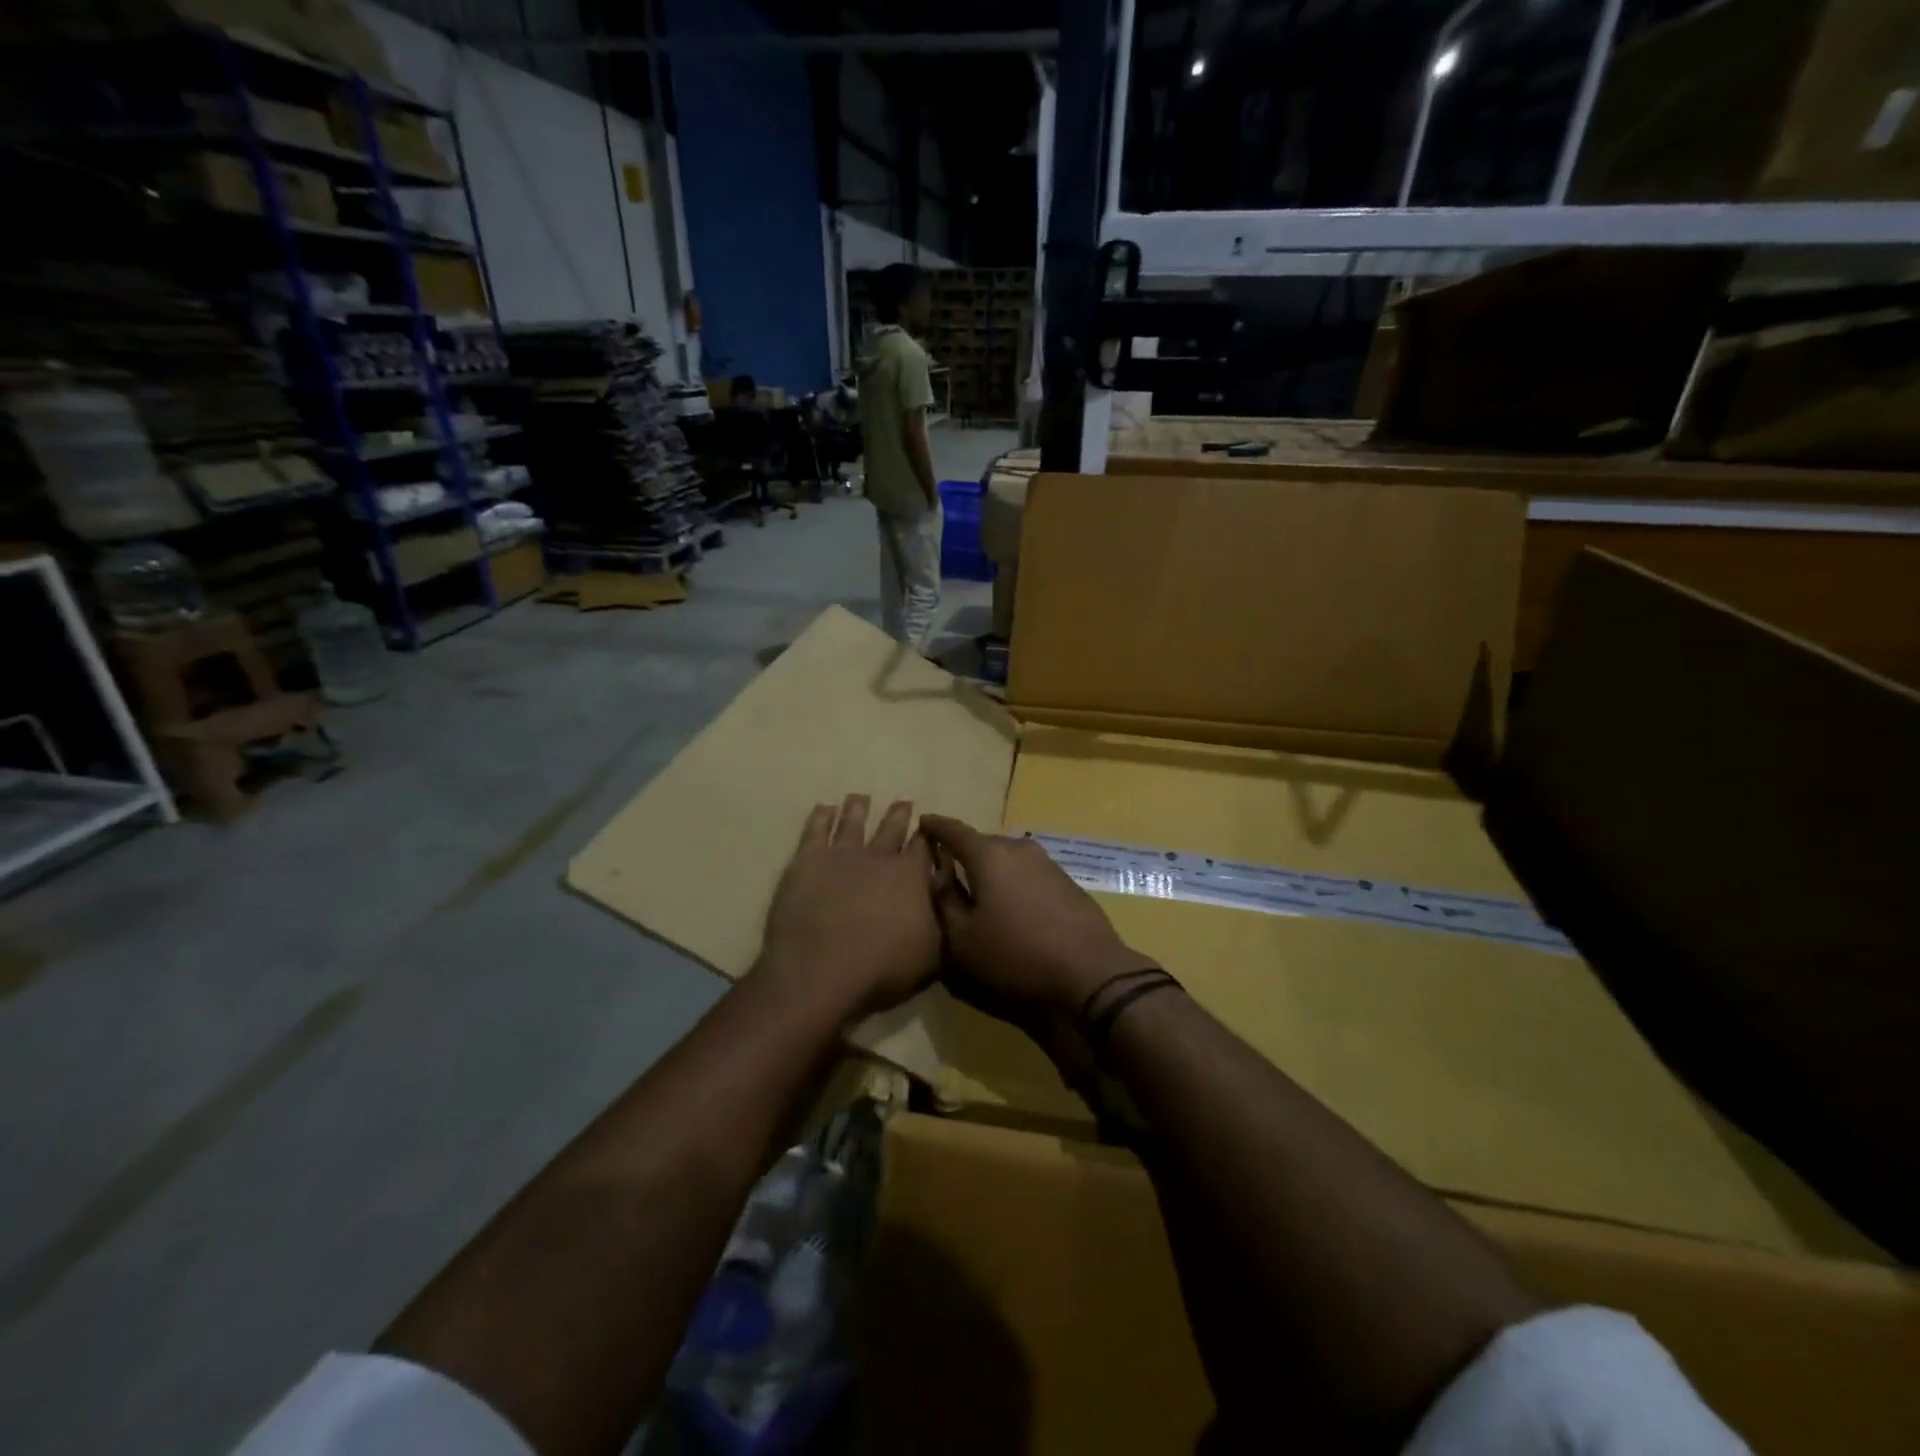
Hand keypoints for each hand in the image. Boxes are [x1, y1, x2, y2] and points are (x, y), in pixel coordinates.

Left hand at [758, 795, 940, 1020]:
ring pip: (853, 823)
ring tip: (860, 796)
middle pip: (891, 828)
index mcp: (911, 876)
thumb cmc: (882, 969)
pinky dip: (821, 817)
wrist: (821, 971)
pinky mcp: (808, 860)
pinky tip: (824, 808)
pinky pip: (815, 830)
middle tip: (904, 799)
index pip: (924, 847)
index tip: (930, 825)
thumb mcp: (932, 953)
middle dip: (899, 814)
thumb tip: (948, 897)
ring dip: (858, 808)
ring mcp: (841, 855)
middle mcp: (879, 857)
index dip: (928, 836)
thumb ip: (941, 920)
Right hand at [921, 815, 1154, 1013]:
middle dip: (963, 852)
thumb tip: (938, 873)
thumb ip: (945, 899)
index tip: (922, 822)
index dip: (936, 826)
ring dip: (990, 868)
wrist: (1089, 970)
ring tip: (978, 888)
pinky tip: (1010, 903)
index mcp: (989, 855)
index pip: (954, 830)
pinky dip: (1012, 880)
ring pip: (1007, 857)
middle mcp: (1018, 848)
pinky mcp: (1065, 880)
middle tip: (947, 868)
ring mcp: (1046, 862)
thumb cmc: (1016, 954)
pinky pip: (1027, 871)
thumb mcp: (963, 937)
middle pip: (982, 843)